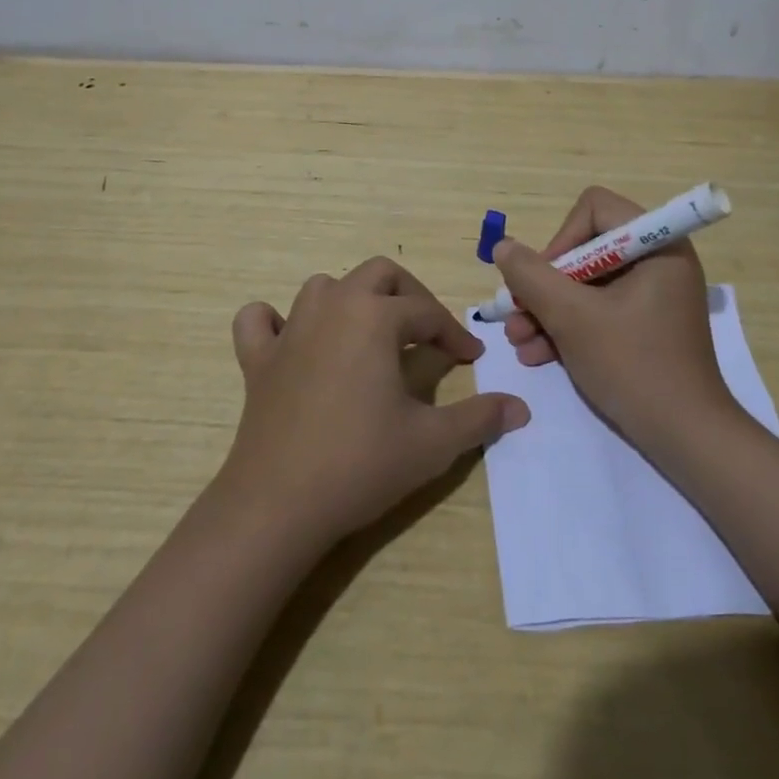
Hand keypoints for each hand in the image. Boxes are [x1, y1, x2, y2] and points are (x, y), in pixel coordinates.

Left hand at [217, 257, 530, 550]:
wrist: (279, 504)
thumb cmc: (362, 464)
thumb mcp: (433, 442)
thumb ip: (480, 418)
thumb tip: (521, 408)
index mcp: (375, 317)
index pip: (427, 312)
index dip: (455, 334)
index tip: (473, 358)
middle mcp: (332, 307)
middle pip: (378, 274)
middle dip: (410, 295)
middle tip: (428, 332)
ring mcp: (289, 330)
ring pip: (324, 287)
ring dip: (351, 300)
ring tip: (369, 334)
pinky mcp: (257, 359)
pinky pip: (259, 321)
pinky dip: (275, 321)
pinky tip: (291, 341)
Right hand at [494, 186, 740, 458]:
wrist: (686, 439)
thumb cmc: (633, 365)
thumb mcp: (572, 317)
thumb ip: (532, 276)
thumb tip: (503, 247)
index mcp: (657, 244)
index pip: (595, 209)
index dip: (561, 239)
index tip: (542, 280)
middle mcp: (658, 260)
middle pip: (585, 249)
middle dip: (545, 285)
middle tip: (516, 314)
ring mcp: (653, 295)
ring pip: (586, 284)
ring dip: (548, 310)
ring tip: (518, 342)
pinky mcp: (645, 325)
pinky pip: (599, 309)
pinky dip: (568, 327)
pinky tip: (536, 354)